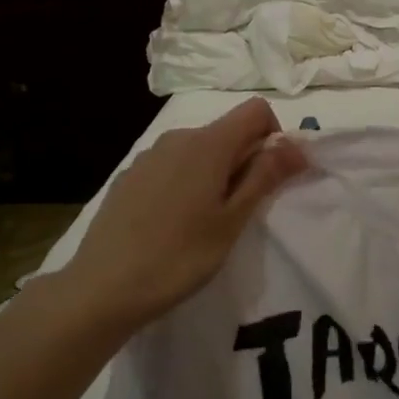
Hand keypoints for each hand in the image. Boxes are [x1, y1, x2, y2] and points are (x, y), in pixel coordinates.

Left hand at [62, 98, 308, 326]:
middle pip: (228, 131)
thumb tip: (298, 145)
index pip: (256, 110)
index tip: (269, 178)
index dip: (274, 137)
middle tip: (239, 211)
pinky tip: (172, 224)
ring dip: (215, 173)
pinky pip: (172, 165)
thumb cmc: (179, 256)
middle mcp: (179, 137)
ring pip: (199, 150)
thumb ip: (265, 176)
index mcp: (209, 143)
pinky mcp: (129, 176)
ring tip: (204, 221)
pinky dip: (186, 182)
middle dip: (245, 160)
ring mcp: (149, 155)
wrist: (101, 288)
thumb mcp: (233, 220)